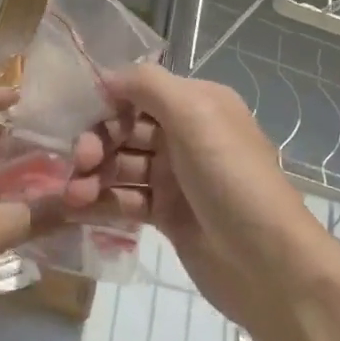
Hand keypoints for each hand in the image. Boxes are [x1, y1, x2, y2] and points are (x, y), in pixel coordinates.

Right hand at [101, 64, 332, 327]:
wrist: (266, 263)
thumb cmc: (230, 178)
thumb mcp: (194, 115)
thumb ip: (147, 85)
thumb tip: (105, 77)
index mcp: (197, 104)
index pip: (139, 91)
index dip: (107, 101)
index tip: (78, 115)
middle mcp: (185, 136)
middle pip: (125, 129)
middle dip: (97, 141)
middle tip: (81, 161)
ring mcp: (175, 178)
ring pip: (121, 166)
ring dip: (93, 175)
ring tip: (73, 194)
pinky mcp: (166, 215)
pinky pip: (124, 199)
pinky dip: (101, 202)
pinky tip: (77, 208)